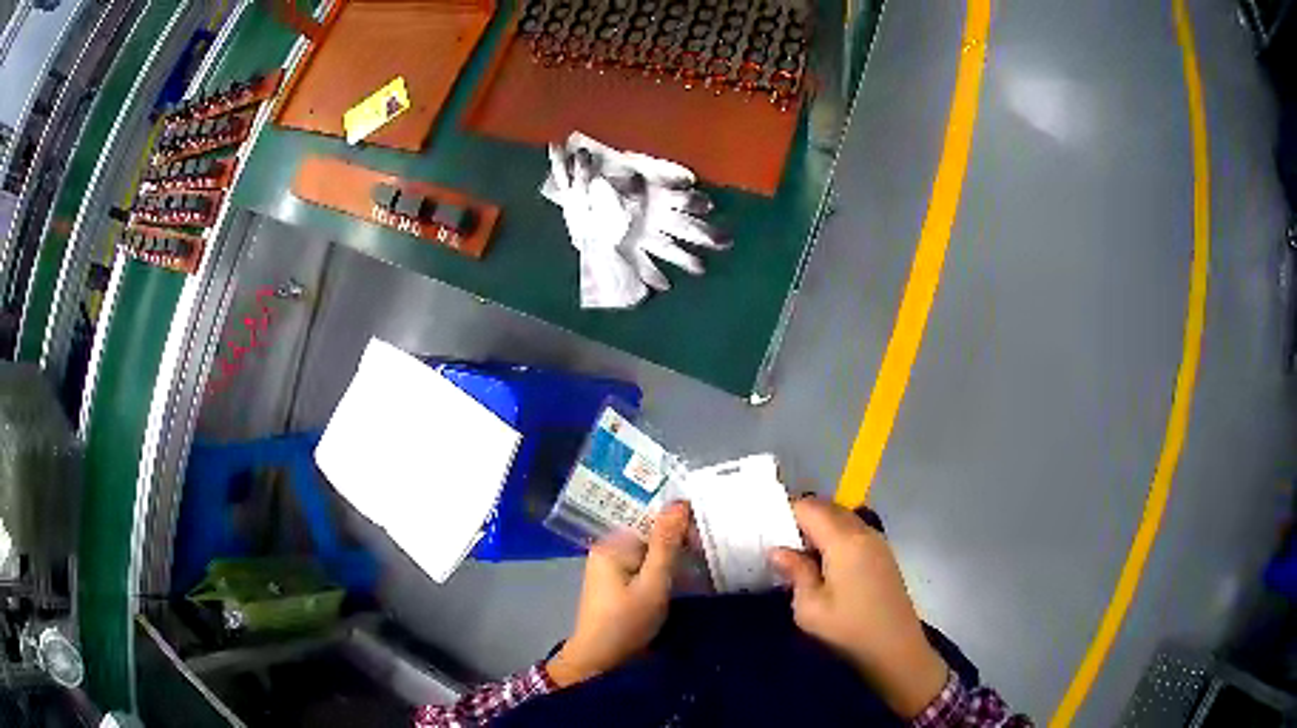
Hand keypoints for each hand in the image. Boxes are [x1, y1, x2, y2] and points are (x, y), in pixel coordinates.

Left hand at [547, 502, 690, 687]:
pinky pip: (643, 567)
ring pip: (648, 552)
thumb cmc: (626, 622)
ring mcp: (610, 568)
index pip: (650, 520)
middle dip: (676, 542)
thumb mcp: (653, 584)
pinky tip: (678, 578)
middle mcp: (607, 550)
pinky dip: (661, 570)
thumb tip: (679, 503)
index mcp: (611, 545)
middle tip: (703, 554)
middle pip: (648, 535)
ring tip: (696, 564)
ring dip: (670, 558)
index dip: (679, 525)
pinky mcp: (616, 584)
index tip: (703, 539)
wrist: (601, 661)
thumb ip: (666, 544)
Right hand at [769, 498, 948, 718]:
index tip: (765, 529)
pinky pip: (854, 531)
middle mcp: (863, 531)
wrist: (895, 648)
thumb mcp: (810, 608)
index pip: (809, 507)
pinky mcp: (883, 555)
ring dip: (820, 527)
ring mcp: (877, 541)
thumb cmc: (849, 629)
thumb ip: (795, 572)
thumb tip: (778, 550)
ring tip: (799, 553)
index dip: (785, 512)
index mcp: (844, 540)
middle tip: (778, 541)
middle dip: (801, 517)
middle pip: (828, 507)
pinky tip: (824, 564)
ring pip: (843, 517)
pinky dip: (835, 536)